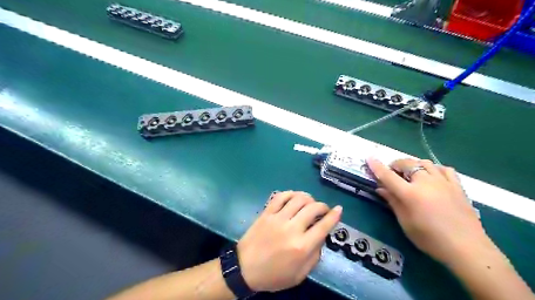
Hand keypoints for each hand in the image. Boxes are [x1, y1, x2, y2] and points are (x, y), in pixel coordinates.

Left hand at [235, 191, 339, 291]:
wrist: (245, 269)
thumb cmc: (274, 275)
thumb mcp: (300, 274)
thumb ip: (315, 255)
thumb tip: (321, 236)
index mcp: (302, 247)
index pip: (323, 226)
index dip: (334, 216)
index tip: (339, 209)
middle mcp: (292, 229)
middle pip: (313, 208)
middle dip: (323, 206)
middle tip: (323, 210)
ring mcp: (277, 218)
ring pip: (298, 199)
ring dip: (308, 198)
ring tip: (310, 202)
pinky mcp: (266, 213)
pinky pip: (280, 196)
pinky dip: (290, 193)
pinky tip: (294, 197)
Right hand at [369, 158, 487, 265]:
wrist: (467, 248)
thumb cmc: (430, 239)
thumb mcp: (405, 222)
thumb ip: (393, 202)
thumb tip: (380, 188)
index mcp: (410, 194)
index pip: (388, 175)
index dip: (377, 166)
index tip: (369, 158)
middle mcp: (426, 183)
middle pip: (407, 164)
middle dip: (396, 164)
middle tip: (392, 173)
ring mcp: (443, 182)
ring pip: (424, 163)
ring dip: (413, 165)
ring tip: (410, 174)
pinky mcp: (457, 186)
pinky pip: (443, 169)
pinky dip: (433, 169)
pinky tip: (432, 176)